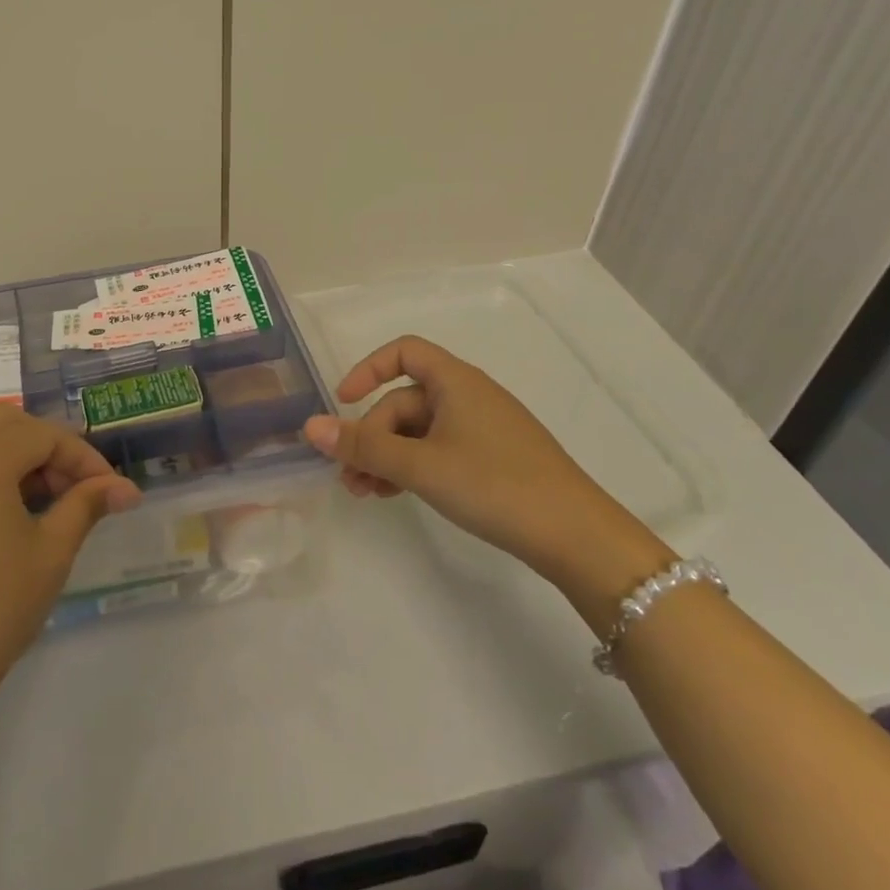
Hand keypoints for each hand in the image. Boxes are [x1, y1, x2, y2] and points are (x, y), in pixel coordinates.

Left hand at [0, 405, 139, 728]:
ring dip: (14, 447)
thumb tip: (126, 487)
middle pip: (10, 422)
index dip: (84, 458)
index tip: (112, 490)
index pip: (46, 436)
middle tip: (74, 490)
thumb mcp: (51, 553)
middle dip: (48, 446)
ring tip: (39, 491)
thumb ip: (87, 505)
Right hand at [302, 335, 669, 597]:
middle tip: (349, 476)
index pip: (403, 352)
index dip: (368, 369)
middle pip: (404, 401)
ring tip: (364, 493)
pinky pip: (440, 451)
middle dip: (371, 435)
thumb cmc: (494, 485)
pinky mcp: (494, 460)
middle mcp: (469, 396)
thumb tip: (310, 426)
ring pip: (419, 431)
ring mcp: (484, 429)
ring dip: (387, 456)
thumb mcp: (420, 465)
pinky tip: (396, 496)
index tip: (342, 401)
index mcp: (455, 381)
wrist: (578, 538)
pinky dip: (413, 467)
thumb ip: (363, 445)